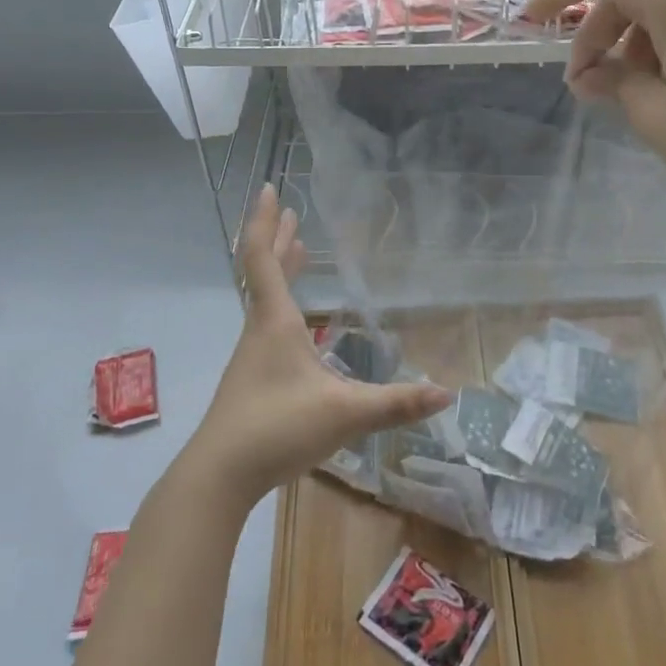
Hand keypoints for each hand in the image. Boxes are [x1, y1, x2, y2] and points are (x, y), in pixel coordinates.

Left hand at [185, 186, 453, 504]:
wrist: (219, 476)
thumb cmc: (277, 428)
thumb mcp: (344, 414)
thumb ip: (395, 403)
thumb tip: (446, 393)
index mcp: (275, 321)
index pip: (263, 257)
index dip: (265, 221)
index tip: (269, 189)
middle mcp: (259, 329)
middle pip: (264, 271)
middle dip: (278, 238)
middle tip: (289, 212)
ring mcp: (251, 355)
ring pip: (265, 298)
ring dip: (279, 269)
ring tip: (297, 251)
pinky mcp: (251, 379)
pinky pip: (267, 322)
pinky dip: (281, 302)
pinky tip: (297, 326)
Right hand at [523, 0, 665, 242]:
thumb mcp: (657, 116)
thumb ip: (612, 82)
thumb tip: (589, 75)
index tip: (531, 23)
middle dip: (598, 31)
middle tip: (585, 84)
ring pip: (663, 1)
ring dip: (632, 40)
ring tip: (625, 93)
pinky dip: (665, 41)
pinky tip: (664, 85)